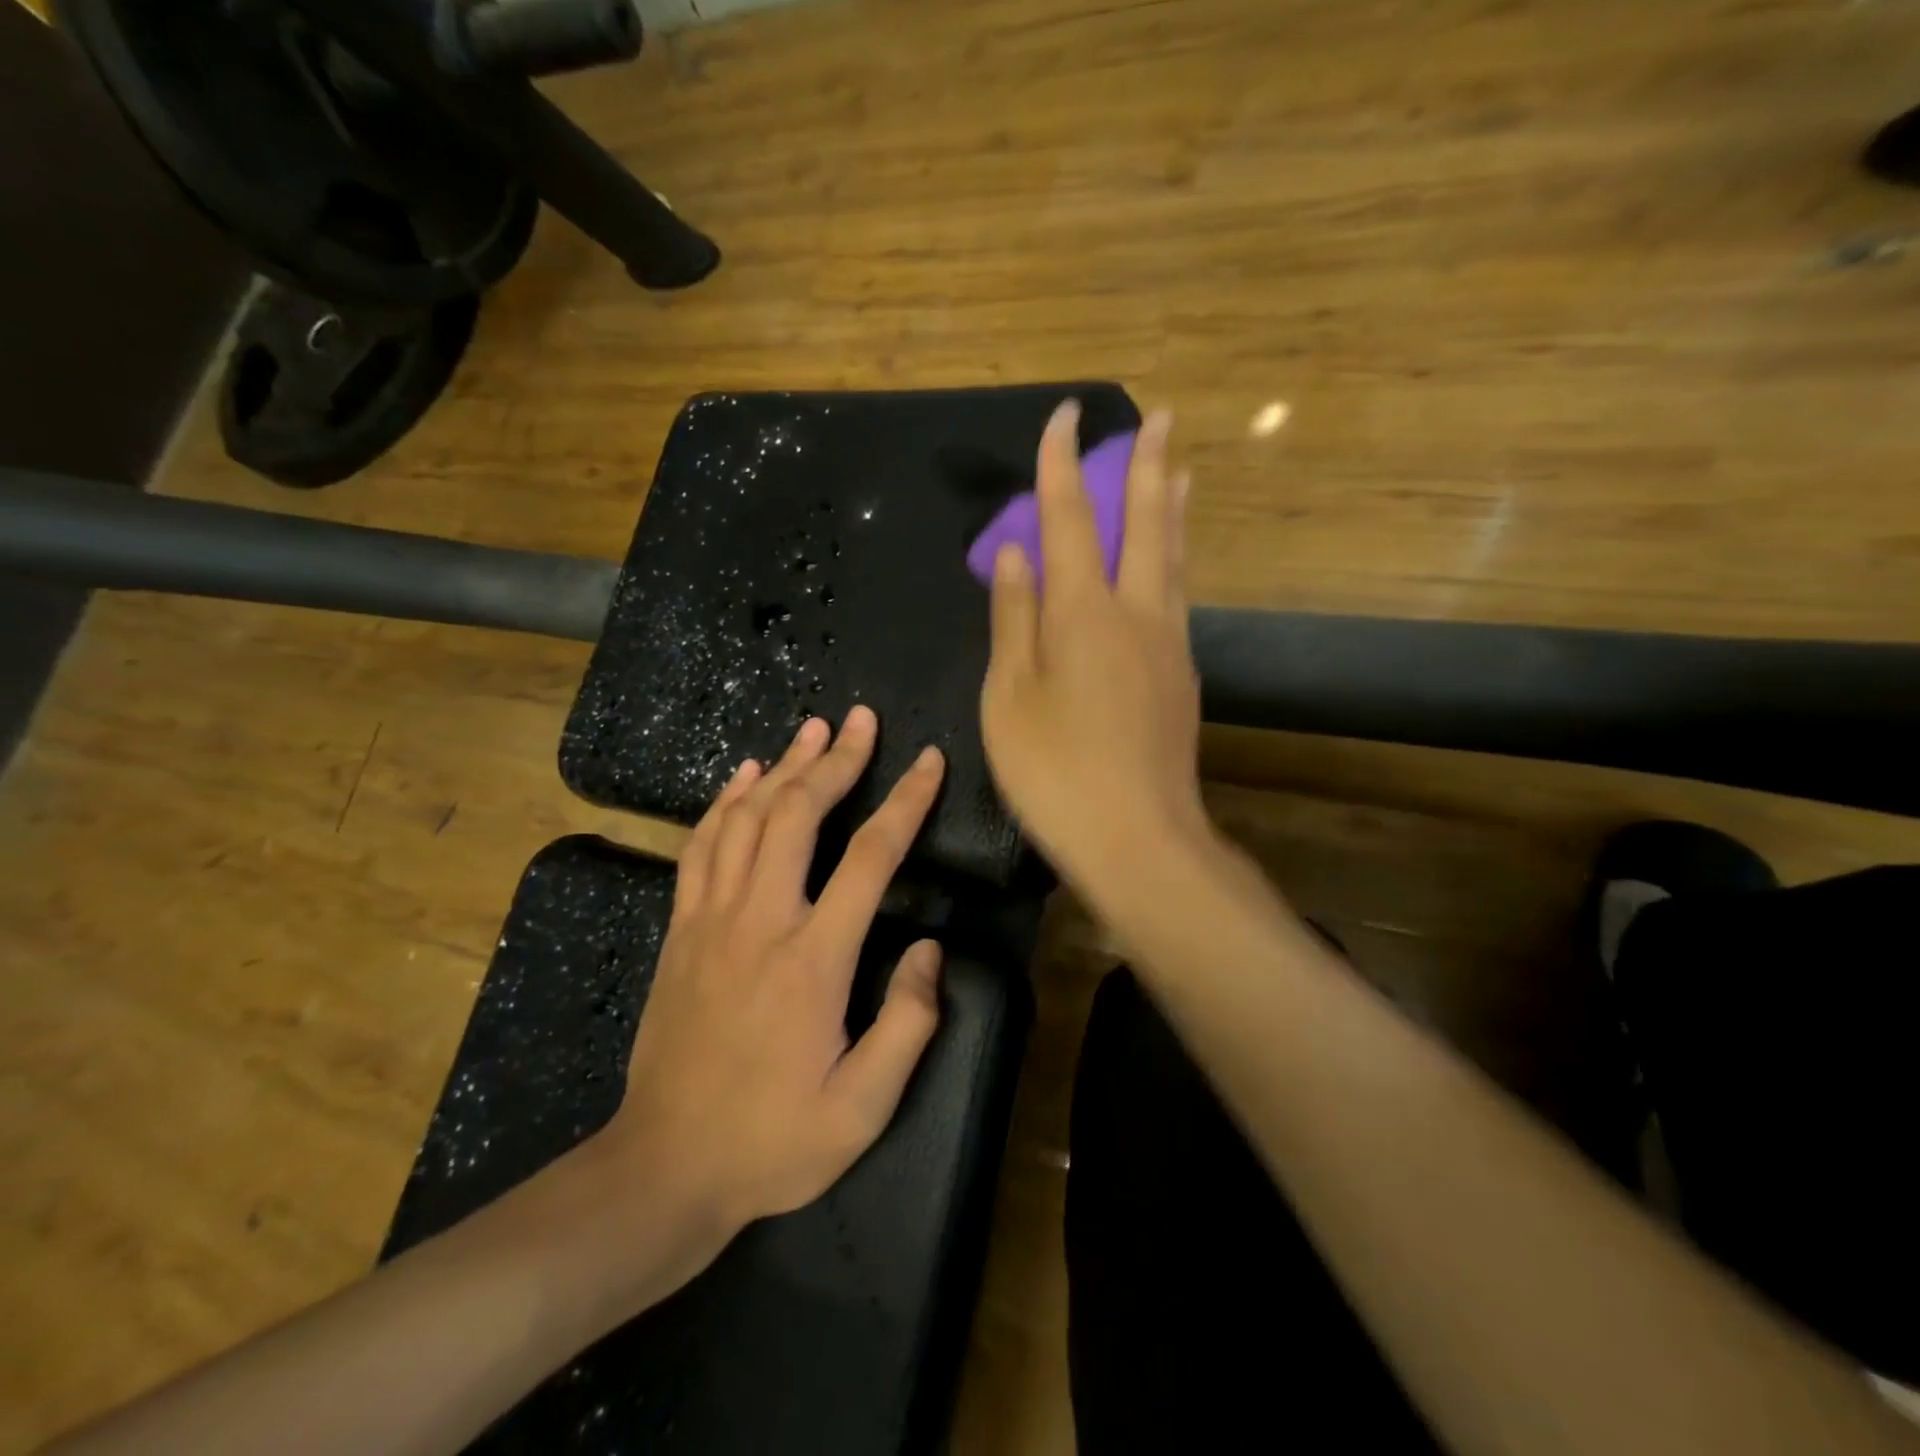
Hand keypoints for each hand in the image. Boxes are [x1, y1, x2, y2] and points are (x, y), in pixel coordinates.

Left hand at [590, 706, 946, 1234]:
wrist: (665, 1167)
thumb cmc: (773, 1139)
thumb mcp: (863, 1107)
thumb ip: (908, 1024)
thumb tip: (930, 949)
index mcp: (813, 958)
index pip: (870, 856)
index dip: (905, 801)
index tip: (928, 761)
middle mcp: (760, 920)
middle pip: (798, 814)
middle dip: (836, 759)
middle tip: (860, 719)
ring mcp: (711, 919)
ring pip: (746, 818)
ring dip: (783, 767)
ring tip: (812, 729)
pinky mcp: (681, 929)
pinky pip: (701, 846)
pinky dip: (724, 802)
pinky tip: (743, 775)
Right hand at [981, 400, 1206, 887]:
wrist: (1138, 838)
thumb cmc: (1055, 772)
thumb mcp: (1010, 697)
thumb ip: (1014, 619)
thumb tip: (1015, 554)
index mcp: (1083, 613)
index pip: (1071, 519)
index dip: (1062, 464)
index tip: (1065, 416)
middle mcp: (1136, 613)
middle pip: (1144, 523)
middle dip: (1146, 465)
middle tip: (1159, 416)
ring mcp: (1168, 644)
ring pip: (1173, 558)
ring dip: (1172, 507)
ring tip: (1179, 471)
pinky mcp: (1181, 676)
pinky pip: (1177, 596)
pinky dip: (1173, 559)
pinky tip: (1169, 563)